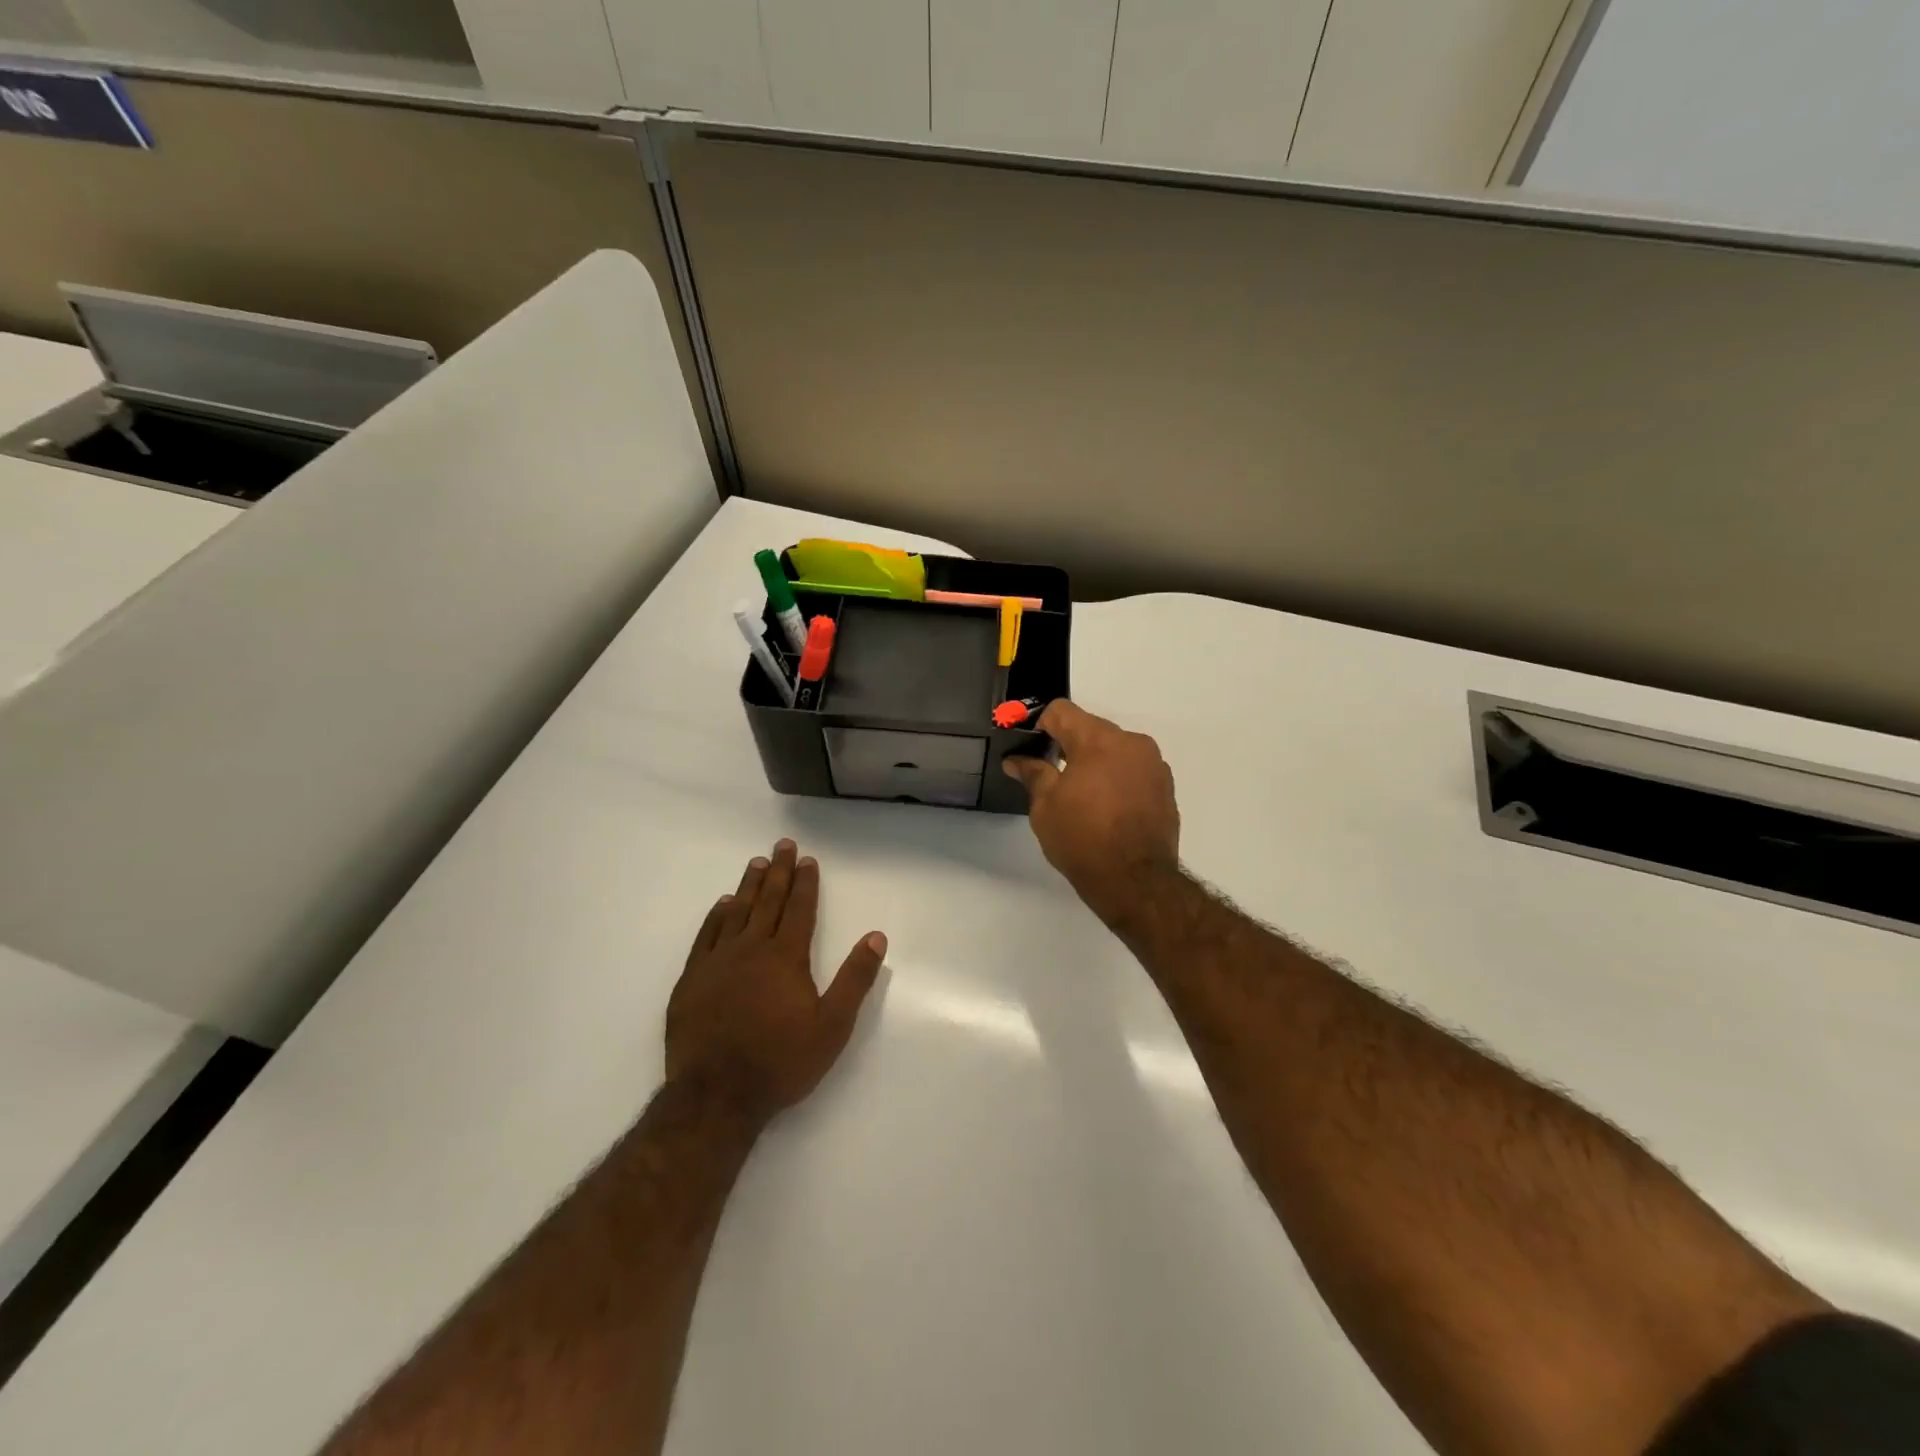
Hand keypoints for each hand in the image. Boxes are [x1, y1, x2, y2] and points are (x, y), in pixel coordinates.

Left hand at [666, 840, 886, 1125]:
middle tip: (782, 845)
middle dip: (778, 872)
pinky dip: (716, 916)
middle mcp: (751, 949)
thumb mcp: (833, 1025)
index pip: (799, 909)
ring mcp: (717, 962)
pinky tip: (722, 905)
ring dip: (749, 886)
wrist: (716, 1096)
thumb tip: (876, 937)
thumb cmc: (781, 1061)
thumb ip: (855, 978)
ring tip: (756, 864)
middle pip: (768, 901)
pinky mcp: (692, 980)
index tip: (807, 860)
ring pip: (736, 912)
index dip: (805, 883)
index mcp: (786, 957)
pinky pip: (706, 936)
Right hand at [1002, 700, 1180, 926]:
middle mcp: (1131, 742)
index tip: (1030, 748)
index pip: (1061, 711)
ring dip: (1095, 762)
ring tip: (1081, 796)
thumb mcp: (1045, 807)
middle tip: (1050, 775)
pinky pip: (1133, 770)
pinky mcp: (1166, 787)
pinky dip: (1117, 778)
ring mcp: (1153, 764)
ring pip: (1115, 749)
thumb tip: (1016, 759)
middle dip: (1068, 745)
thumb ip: (1032, 773)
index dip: (1039, 724)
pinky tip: (1106, 808)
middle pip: (1090, 728)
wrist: (1136, 881)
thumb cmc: (1082, 839)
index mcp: (1098, 739)